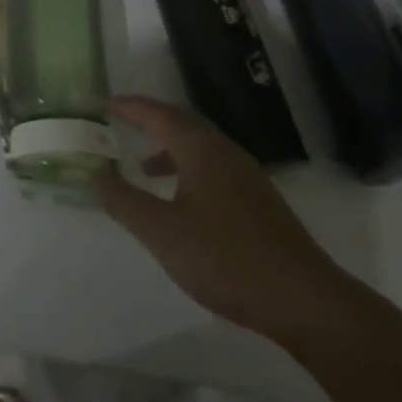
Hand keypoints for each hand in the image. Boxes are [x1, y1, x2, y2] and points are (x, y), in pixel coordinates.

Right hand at [97, 96, 363, 344]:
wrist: (305, 301)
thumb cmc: (226, 259)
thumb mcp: (163, 232)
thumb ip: (125, 202)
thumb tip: (97, 175)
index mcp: (200, 149)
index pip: (156, 113)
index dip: (126, 106)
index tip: (100, 101)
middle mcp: (224, 151)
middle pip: (181, 122)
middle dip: (148, 119)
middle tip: (119, 120)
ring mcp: (246, 175)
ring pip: (199, 146)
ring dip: (168, 147)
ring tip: (142, 166)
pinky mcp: (258, 200)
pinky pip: (212, 167)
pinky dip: (186, 168)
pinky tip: (180, 200)